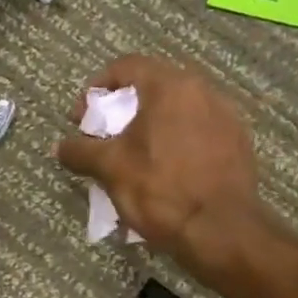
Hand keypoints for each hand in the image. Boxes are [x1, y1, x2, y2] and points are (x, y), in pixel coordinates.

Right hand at [55, 55, 264, 277]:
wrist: (220, 230)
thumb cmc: (160, 189)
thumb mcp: (110, 168)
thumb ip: (81, 151)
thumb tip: (60, 147)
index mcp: (171, 87)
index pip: (127, 66)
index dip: (97, 87)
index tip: (83, 116)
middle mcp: (203, 91)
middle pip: (153, 87)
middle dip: (122, 110)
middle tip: (103, 136)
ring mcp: (226, 117)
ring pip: (176, 111)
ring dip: (149, 127)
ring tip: (132, 157)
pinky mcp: (237, 144)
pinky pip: (196, 132)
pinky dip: (174, 142)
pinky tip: (163, 171)